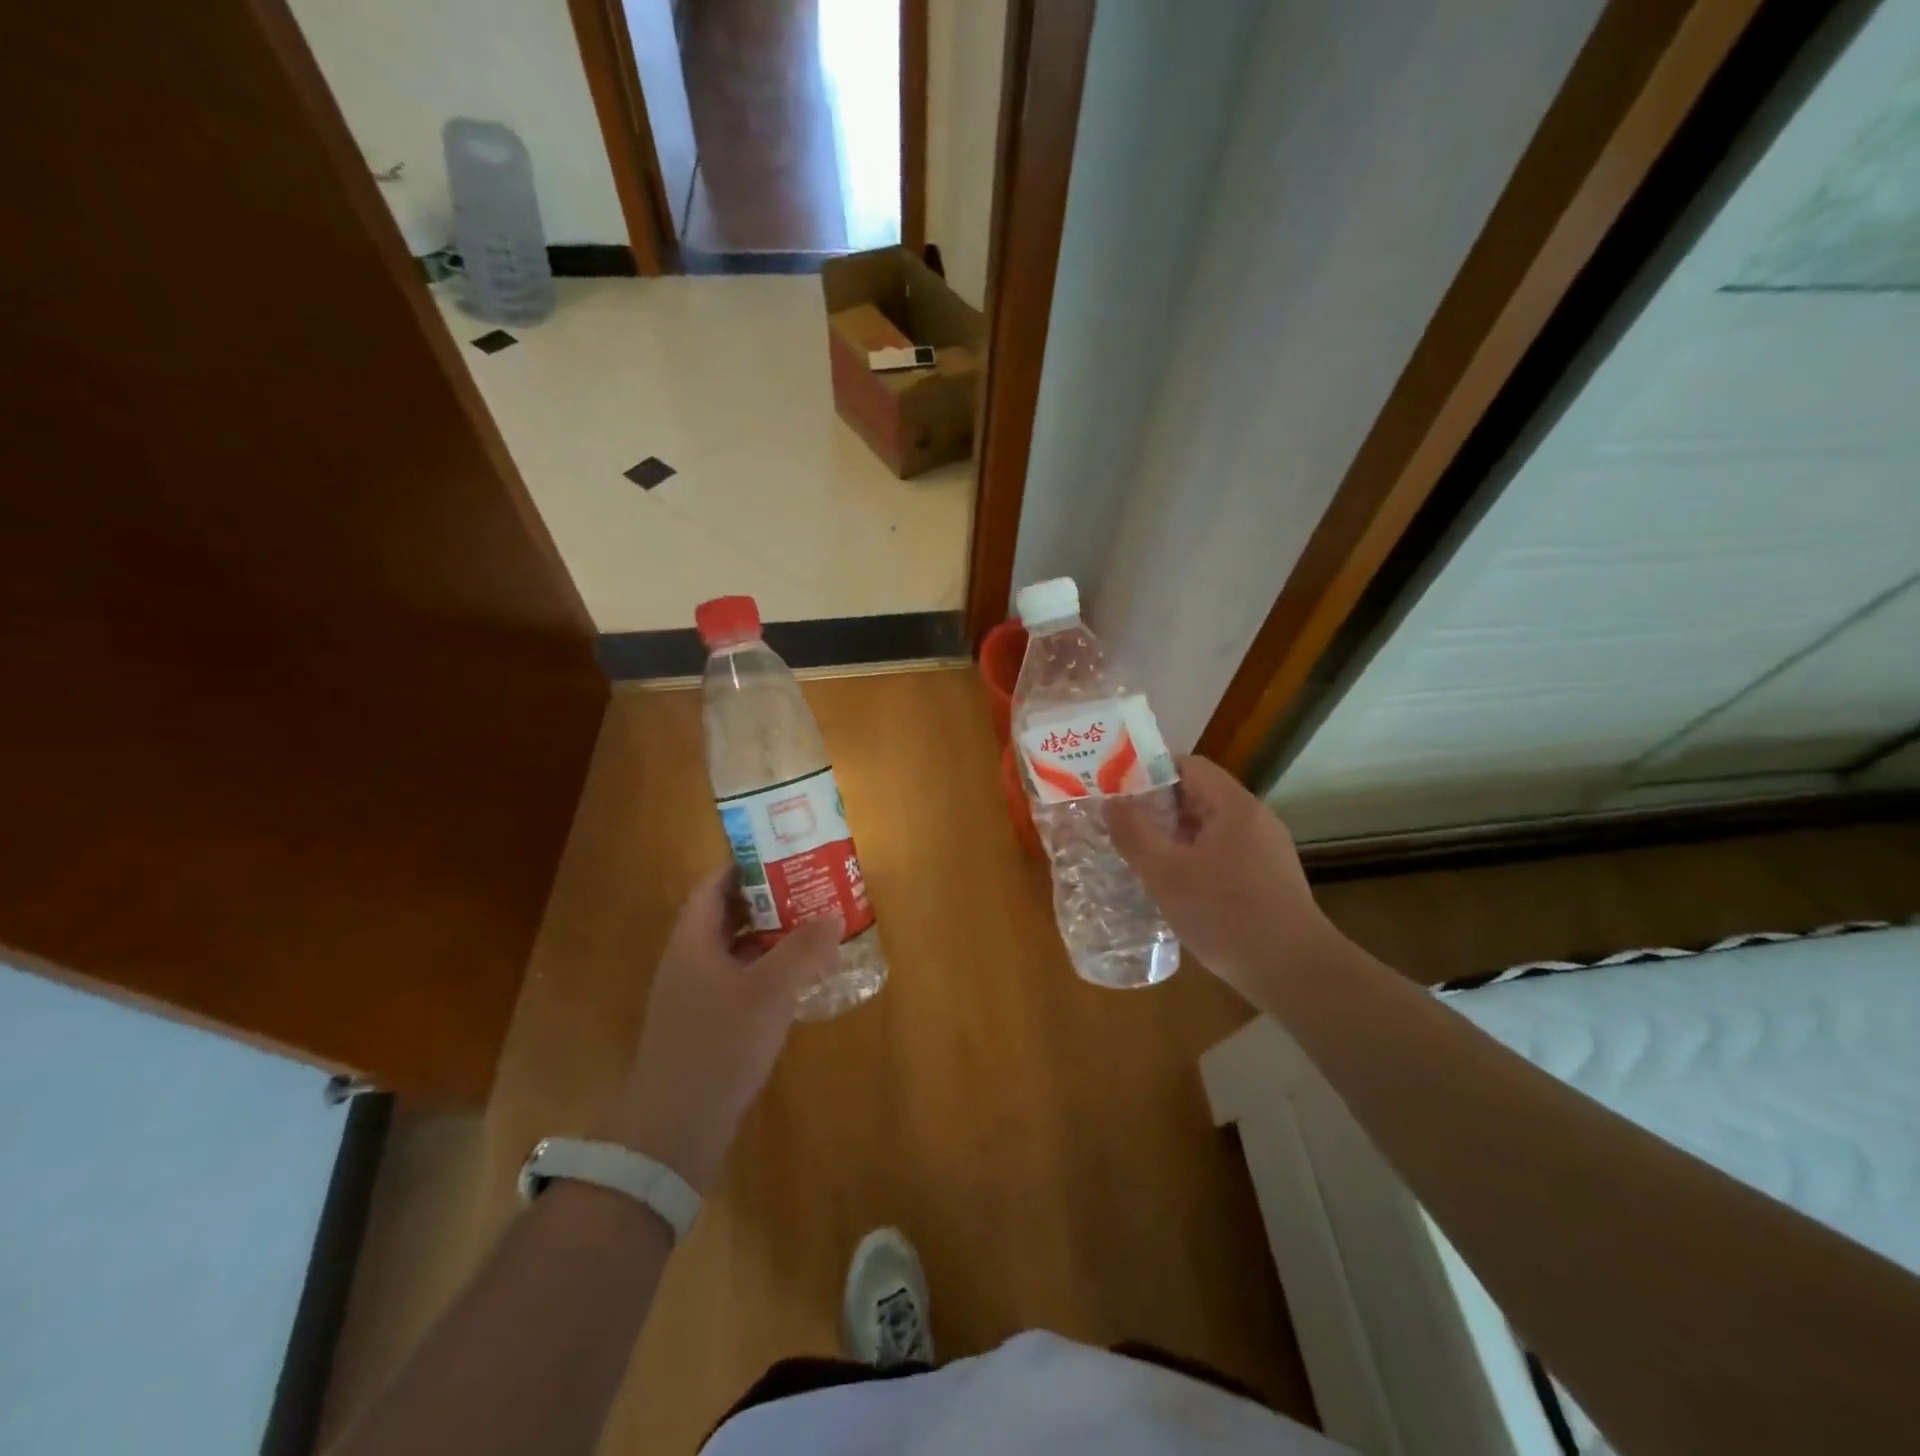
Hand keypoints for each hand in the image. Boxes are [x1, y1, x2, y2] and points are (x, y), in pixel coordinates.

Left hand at [596, 870, 842, 1192]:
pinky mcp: (708, 1025)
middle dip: (770, 899)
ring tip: (816, 926)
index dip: (748, 865)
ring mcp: (697, 995)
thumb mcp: (769, 992)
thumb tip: (833, 914)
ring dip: (773, 936)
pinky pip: (742, 980)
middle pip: (729, 914)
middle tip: (813, 888)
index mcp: (693, 941)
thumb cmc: (718, 1047)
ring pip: (738, 948)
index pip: (715, 885)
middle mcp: (690, 961)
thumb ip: (803, 950)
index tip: (787, 855)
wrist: (674, 1131)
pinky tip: (802, 979)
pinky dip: (769, 970)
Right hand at [1108, 756, 1341, 996]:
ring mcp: (1265, 849)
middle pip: (1199, 794)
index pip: (1188, 765)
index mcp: (1234, 806)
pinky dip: (1194, 856)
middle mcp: (1254, 818)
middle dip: (1156, 805)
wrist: (1295, 973)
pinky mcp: (1268, 877)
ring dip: (1173, 834)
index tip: (1117, 789)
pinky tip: (1174, 884)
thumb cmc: (1226, 916)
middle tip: (1119, 822)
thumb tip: (1111, 802)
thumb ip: (1134, 834)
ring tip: (1138, 852)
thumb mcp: (1166, 875)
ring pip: (1210, 826)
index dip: (1149, 770)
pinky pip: (1223, 851)